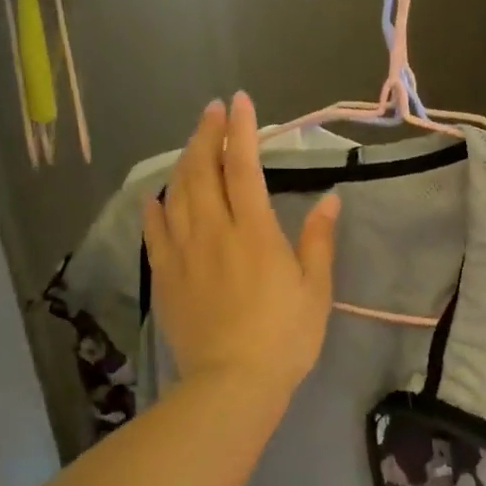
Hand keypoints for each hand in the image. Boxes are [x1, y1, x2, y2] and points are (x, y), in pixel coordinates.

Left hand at [144, 93, 340, 406]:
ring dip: (183, 162)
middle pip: (203, 171)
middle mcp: (214, 231)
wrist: (232, 383)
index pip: (244, 167)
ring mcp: (183, 253)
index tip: (239, 101)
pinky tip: (156, 197)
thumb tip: (331, 198)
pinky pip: (155, 232)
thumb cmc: (284, 336)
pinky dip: (155, 208)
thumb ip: (319, 239)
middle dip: (207, 135)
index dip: (241, 130)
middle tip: (212, 112)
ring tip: (192, 145)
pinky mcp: (166, 277)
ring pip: (176, 194)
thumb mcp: (315, 288)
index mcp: (254, 231)